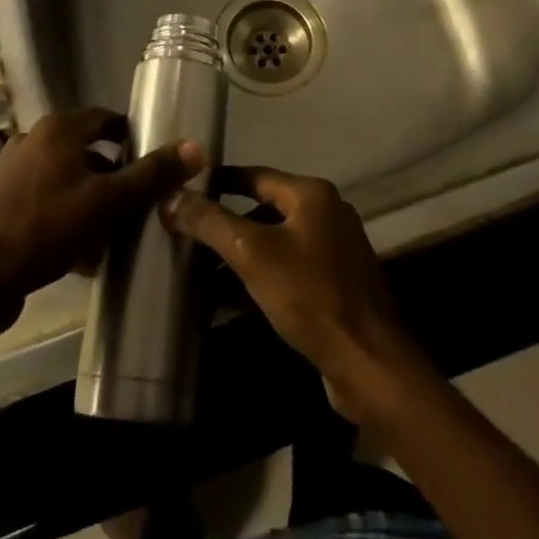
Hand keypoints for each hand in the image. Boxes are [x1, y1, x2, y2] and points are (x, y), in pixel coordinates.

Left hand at [0, 108, 202, 336]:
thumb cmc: (43, 230)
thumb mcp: (106, 203)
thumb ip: (151, 175)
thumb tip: (196, 147)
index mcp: (57, 130)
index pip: (105, 119)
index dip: (132, 136)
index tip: (154, 161)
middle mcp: (32, 140)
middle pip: (86, 149)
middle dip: (113, 173)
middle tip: (139, 200)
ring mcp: (12, 171)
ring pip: (66, 178)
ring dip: (91, 198)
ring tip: (114, 228)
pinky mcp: (0, 202)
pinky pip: (46, 201)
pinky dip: (66, 215)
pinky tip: (81, 251)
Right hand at [163, 166, 430, 424]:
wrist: (368, 363)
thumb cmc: (310, 296)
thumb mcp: (252, 254)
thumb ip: (210, 222)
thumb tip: (170, 196)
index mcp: (312, 195)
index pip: (255, 176)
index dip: (219, 181)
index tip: (185, 190)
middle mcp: (327, 214)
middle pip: (265, 209)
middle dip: (226, 224)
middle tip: (187, 236)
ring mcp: (334, 251)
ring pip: (275, 243)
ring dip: (240, 256)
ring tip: (199, 272)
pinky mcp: (335, 286)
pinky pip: (288, 271)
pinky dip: (260, 279)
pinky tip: (228, 301)